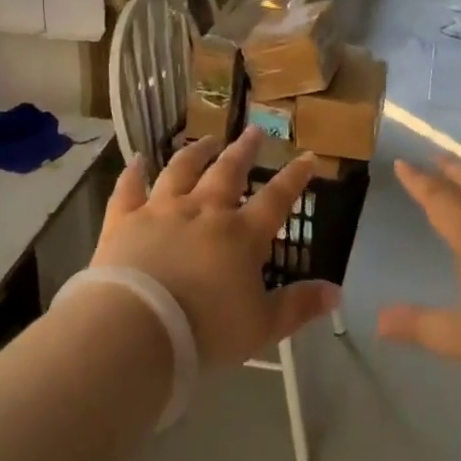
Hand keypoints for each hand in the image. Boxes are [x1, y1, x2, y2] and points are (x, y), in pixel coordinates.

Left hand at [94, 129, 337, 366]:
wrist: (137, 327)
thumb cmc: (205, 330)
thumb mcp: (262, 326)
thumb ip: (298, 306)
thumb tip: (336, 291)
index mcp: (241, 235)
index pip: (276, 199)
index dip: (294, 178)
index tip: (307, 157)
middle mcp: (203, 211)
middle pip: (228, 172)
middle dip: (244, 150)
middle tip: (253, 131)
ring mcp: (161, 210)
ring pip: (181, 170)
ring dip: (196, 152)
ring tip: (207, 140)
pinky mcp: (124, 220)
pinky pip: (128, 188)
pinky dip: (133, 172)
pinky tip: (137, 159)